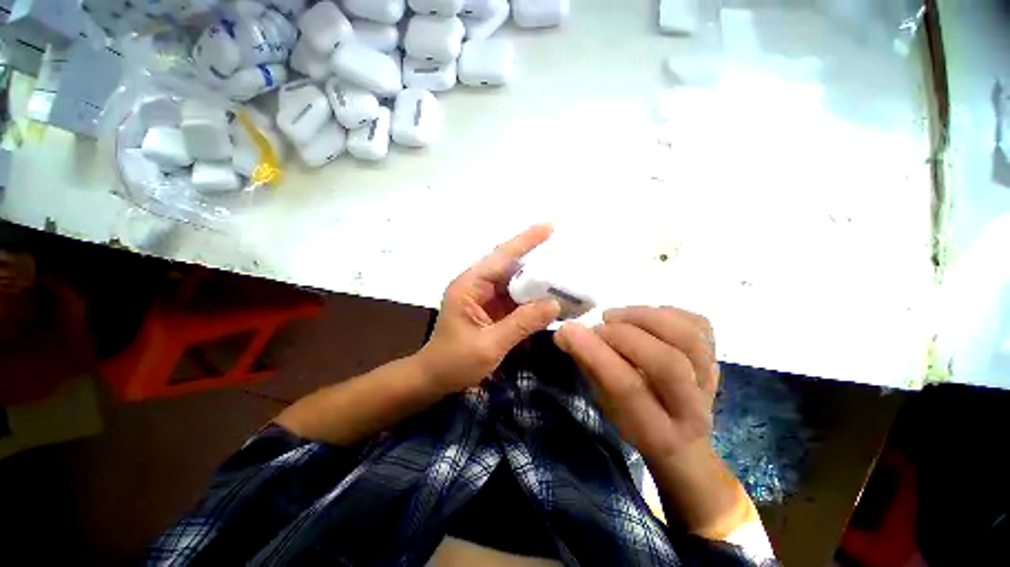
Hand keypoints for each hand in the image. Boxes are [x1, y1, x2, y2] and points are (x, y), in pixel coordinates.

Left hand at [418, 225, 560, 393]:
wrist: (433, 379)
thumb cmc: (453, 363)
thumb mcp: (489, 345)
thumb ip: (522, 324)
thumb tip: (554, 304)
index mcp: (469, 286)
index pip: (501, 257)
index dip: (526, 241)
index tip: (549, 227)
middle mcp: (477, 285)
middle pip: (511, 268)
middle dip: (538, 267)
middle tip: (566, 268)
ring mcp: (484, 297)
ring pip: (515, 284)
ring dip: (537, 285)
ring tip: (564, 286)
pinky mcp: (491, 310)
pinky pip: (515, 300)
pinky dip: (532, 301)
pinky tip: (549, 304)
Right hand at [554, 306, 718, 462]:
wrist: (683, 433)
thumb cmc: (633, 420)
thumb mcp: (605, 403)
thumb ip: (588, 365)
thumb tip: (564, 333)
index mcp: (658, 432)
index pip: (628, 388)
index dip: (596, 354)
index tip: (568, 330)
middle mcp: (692, 409)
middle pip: (667, 362)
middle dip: (624, 335)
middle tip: (599, 327)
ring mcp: (711, 380)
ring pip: (688, 338)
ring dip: (644, 317)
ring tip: (616, 316)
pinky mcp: (717, 356)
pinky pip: (699, 323)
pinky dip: (666, 312)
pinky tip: (643, 317)